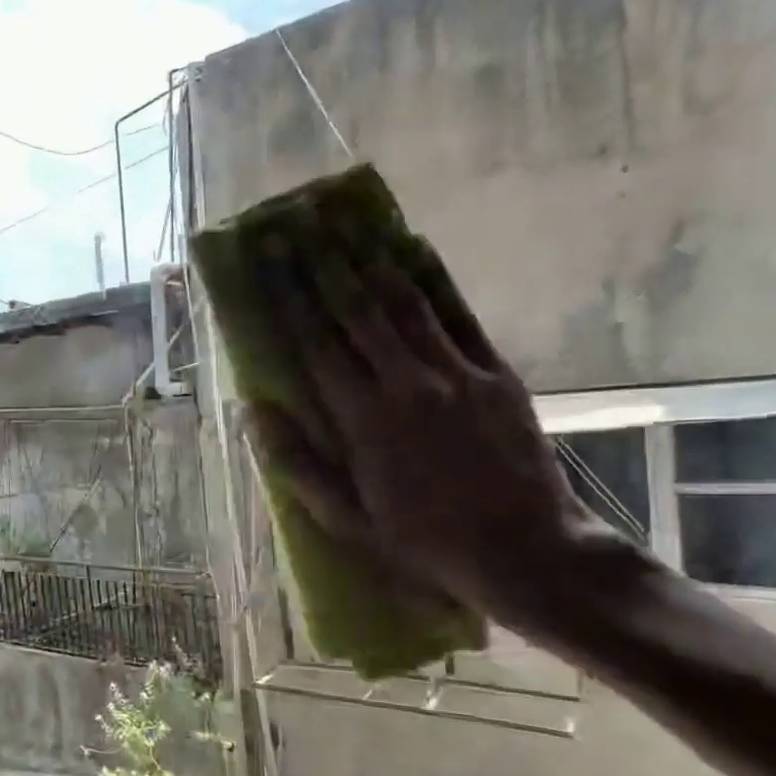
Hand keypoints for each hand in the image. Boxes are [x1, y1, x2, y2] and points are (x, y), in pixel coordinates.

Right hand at [245, 246, 616, 628]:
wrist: (523, 550)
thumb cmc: (421, 541)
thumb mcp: (345, 518)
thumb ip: (296, 463)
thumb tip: (252, 411)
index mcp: (362, 421)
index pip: (315, 346)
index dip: (289, 300)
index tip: (269, 264)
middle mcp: (405, 384)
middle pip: (355, 312)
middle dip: (322, 266)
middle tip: (297, 228)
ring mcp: (455, 373)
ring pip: (404, 303)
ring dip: (370, 260)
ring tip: (344, 225)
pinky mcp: (494, 373)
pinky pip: (458, 314)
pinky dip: (433, 278)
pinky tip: (413, 247)